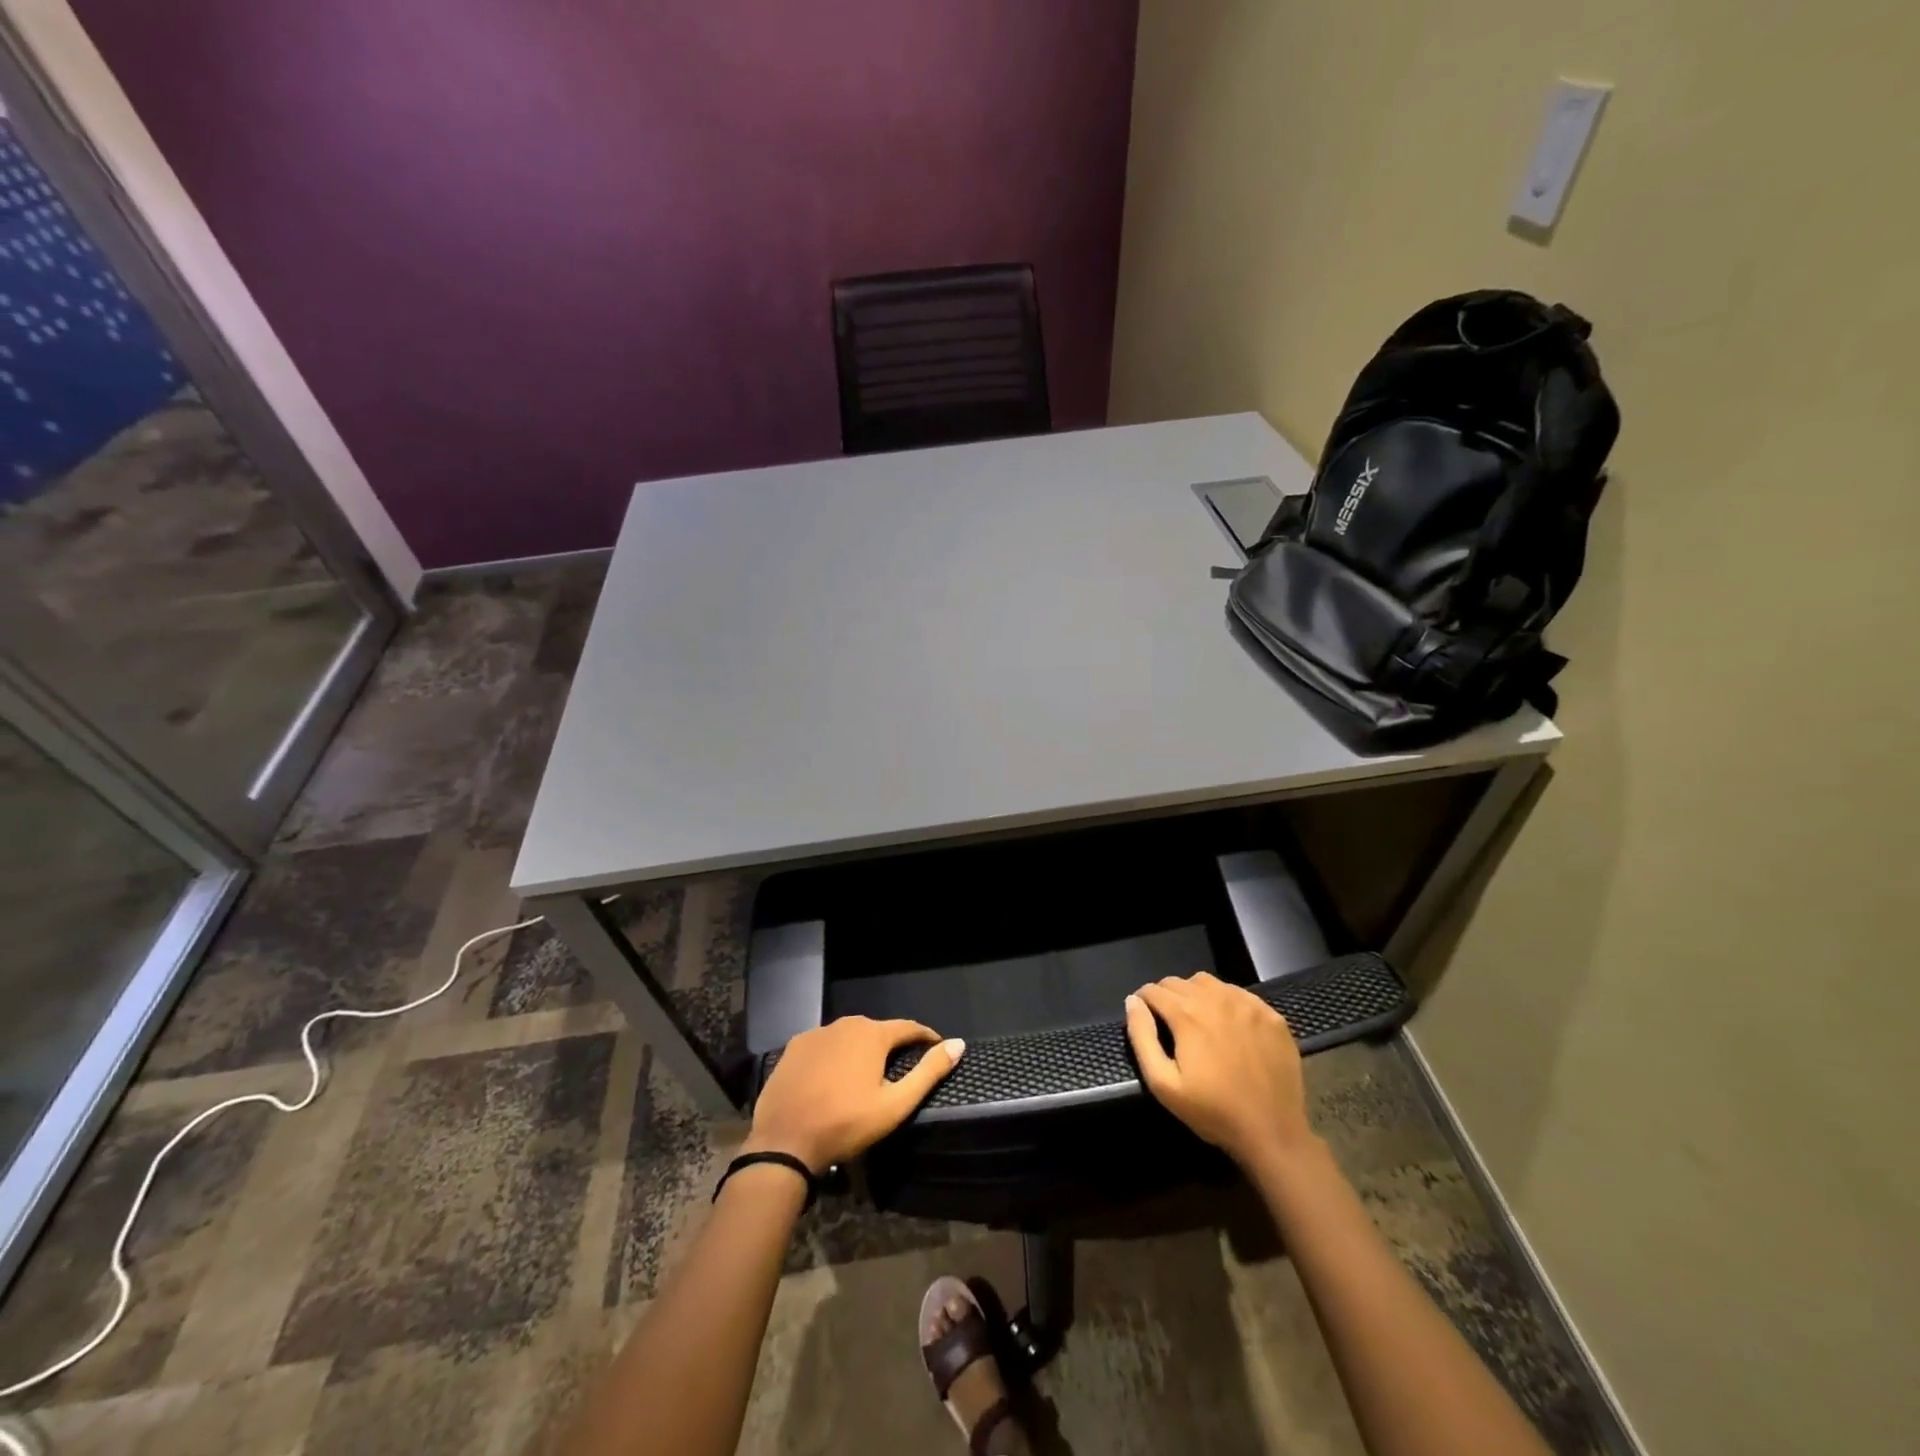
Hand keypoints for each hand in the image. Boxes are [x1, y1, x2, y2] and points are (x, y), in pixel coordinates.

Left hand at [746, 1016, 964, 1171]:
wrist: (784, 1141)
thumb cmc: (846, 1124)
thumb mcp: (895, 1104)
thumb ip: (928, 1072)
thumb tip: (958, 1044)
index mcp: (872, 1034)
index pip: (908, 1027)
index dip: (925, 1037)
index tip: (937, 1047)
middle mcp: (845, 1024)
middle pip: (877, 1030)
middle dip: (891, 1046)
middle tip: (899, 1069)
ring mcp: (816, 1033)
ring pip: (848, 1037)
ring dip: (861, 1050)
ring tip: (866, 1076)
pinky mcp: (794, 1047)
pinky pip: (824, 1046)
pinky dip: (834, 1056)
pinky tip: (833, 1079)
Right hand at [1124, 972, 1316, 1170]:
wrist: (1273, 1133)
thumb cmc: (1213, 1112)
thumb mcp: (1163, 1084)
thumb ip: (1142, 1037)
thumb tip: (1132, 1001)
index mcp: (1187, 1015)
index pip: (1154, 990)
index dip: (1143, 1000)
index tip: (1144, 1015)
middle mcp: (1216, 999)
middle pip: (1179, 982)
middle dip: (1166, 996)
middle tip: (1168, 1021)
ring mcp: (1247, 1004)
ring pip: (1208, 982)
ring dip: (1194, 993)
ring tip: (1196, 1018)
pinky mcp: (1271, 1015)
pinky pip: (1239, 993)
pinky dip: (1225, 1000)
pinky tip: (1228, 1024)